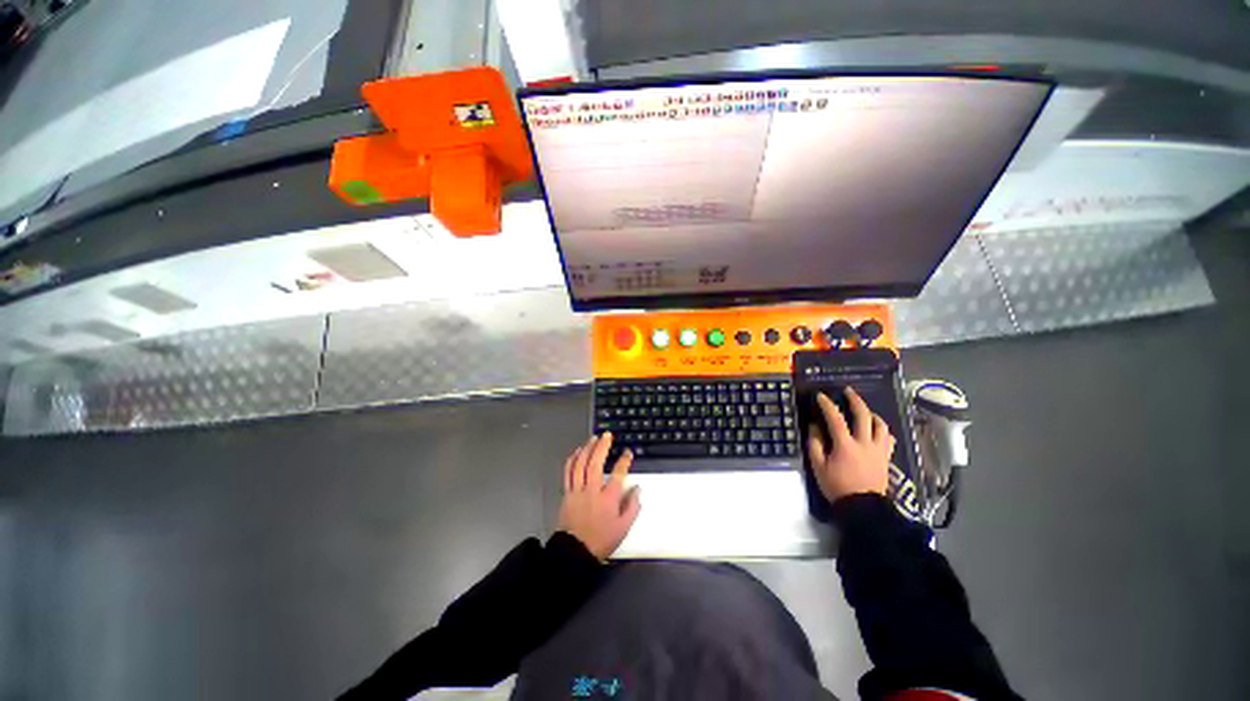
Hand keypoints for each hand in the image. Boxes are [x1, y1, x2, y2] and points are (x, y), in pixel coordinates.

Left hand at [557, 433, 641, 560]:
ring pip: (580, 464)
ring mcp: (577, 491)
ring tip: (593, 438)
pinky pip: (568, 472)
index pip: (618, 474)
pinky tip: (577, 451)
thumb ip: (632, 507)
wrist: (575, 552)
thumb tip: (637, 488)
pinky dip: (572, 459)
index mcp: (608, 499)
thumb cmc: (602, 539)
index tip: (627, 452)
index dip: (624, 461)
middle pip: (596, 463)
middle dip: (602, 446)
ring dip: (587, 449)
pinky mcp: (567, 493)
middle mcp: (592, 491)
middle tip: (607, 435)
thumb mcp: (623, 528)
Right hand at [806, 387, 894, 501]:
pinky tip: (877, 431)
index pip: (835, 418)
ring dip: (872, 414)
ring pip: (881, 426)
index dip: (827, 405)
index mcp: (845, 445)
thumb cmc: (837, 487)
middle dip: (855, 401)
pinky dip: (882, 431)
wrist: (863, 508)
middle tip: (848, 391)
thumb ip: (815, 444)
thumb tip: (815, 426)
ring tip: (865, 411)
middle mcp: (865, 443)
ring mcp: (879, 451)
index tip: (821, 396)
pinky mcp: (886, 458)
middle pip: (863, 416)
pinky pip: (888, 439)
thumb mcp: (818, 466)